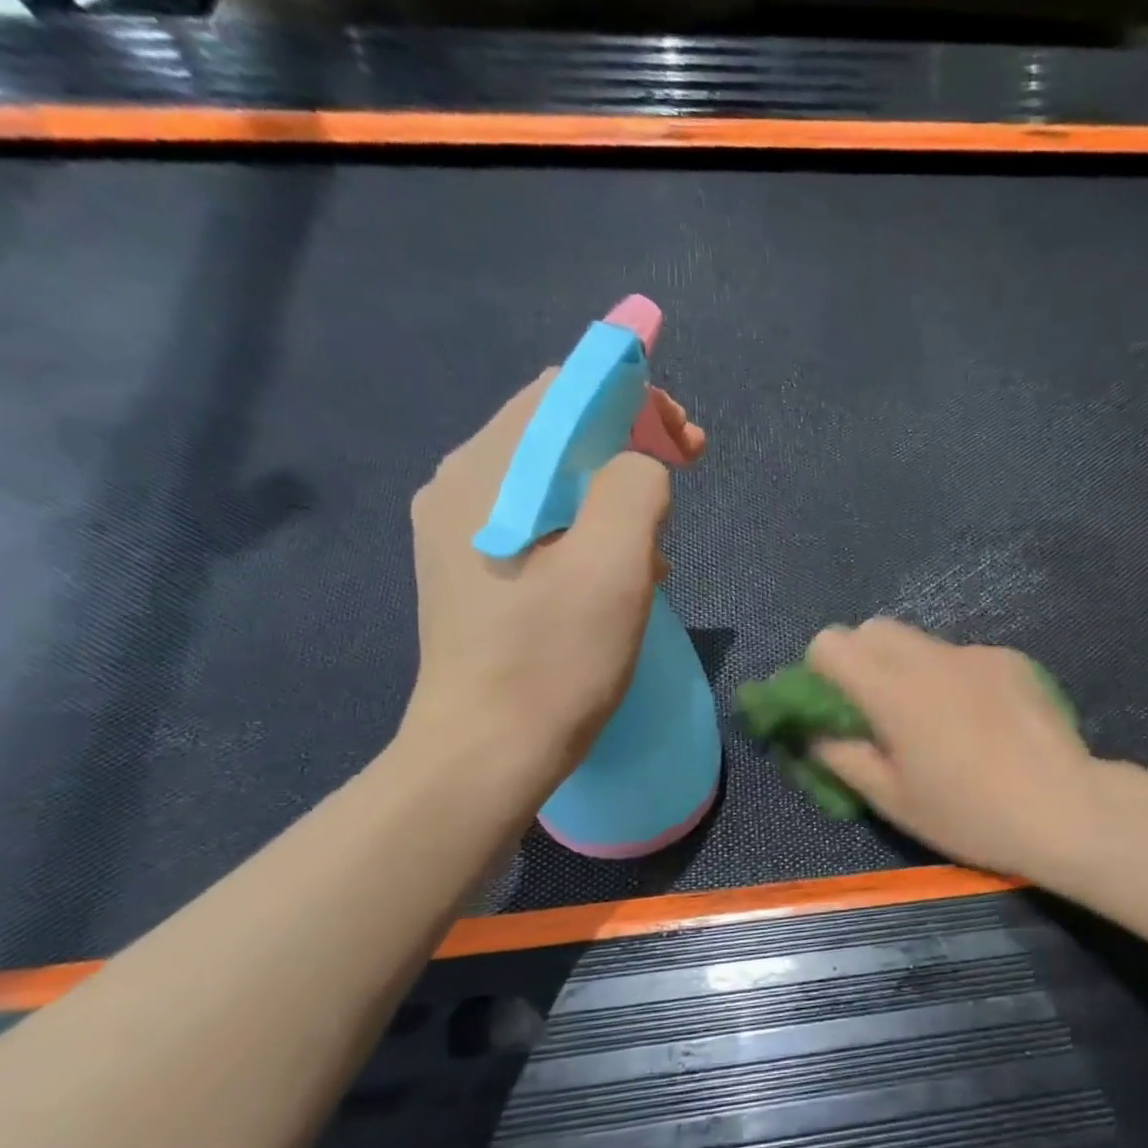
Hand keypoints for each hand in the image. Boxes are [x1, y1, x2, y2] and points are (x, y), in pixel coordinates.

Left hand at [401, 369, 704, 809]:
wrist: (486, 755)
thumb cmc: (555, 659)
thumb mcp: (615, 563)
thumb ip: (634, 485)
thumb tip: (639, 471)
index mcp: (487, 472)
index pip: (565, 392)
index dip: (637, 399)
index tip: (688, 445)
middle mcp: (461, 486)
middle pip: (557, 432)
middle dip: (630, 446)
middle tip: (684, 481)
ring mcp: (459, 532)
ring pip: (553, 480)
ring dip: (613, 493)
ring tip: (656, 545)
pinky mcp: (471, 572)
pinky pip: (540, 522)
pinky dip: (588, 529)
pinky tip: (616, 574)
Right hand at [806, 619, 1099, 881]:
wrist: (1065, 808)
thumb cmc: (969, 814)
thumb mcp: (893, 800)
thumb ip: (842, 758)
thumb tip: (813, 735)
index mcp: (891, 689)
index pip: (831, 642)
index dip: (821, 669)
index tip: (835, 706)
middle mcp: (930, 657)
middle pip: (873, 629)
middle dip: (862, 659)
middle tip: (878, 711)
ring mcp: (975, 653)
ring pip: (921, 642)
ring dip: (909, 668)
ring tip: (937, 720)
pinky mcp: (1011, 660)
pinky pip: (964, 657)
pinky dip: (955, 678)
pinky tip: (984, 722)